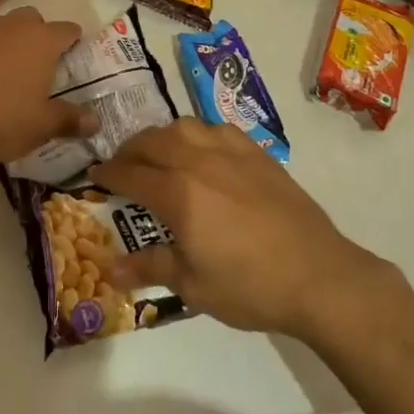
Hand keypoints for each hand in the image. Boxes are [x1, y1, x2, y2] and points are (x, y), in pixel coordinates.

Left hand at [0, 7, 94, 163]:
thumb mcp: (40, 127)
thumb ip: (70, 121)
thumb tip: (96, 122)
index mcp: (41, 41)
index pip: (68, 30)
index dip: (74, 42)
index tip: (74, 58)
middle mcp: (12, 27)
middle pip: (33, 19)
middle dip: (39, 36)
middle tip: (39, 67)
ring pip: (2, 27)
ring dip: (8, 43)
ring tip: (5, 75)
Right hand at [92, 121, 395, 342]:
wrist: (318, 275)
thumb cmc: (249, 286)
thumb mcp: (192, 285)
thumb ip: (149, 267)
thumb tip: (110, 270)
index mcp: (179, 193)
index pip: (132, 175)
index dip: (109, 174)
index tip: (95, 175)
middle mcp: (200, 161)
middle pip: (154, 141)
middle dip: (130, 150)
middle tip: (122, 164)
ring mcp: (231, 152)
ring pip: (185, 126)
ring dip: (163, 136)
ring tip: (159, 153)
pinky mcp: (257, 154)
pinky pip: (218, 129)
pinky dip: (198, 133)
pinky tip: (202, 150)